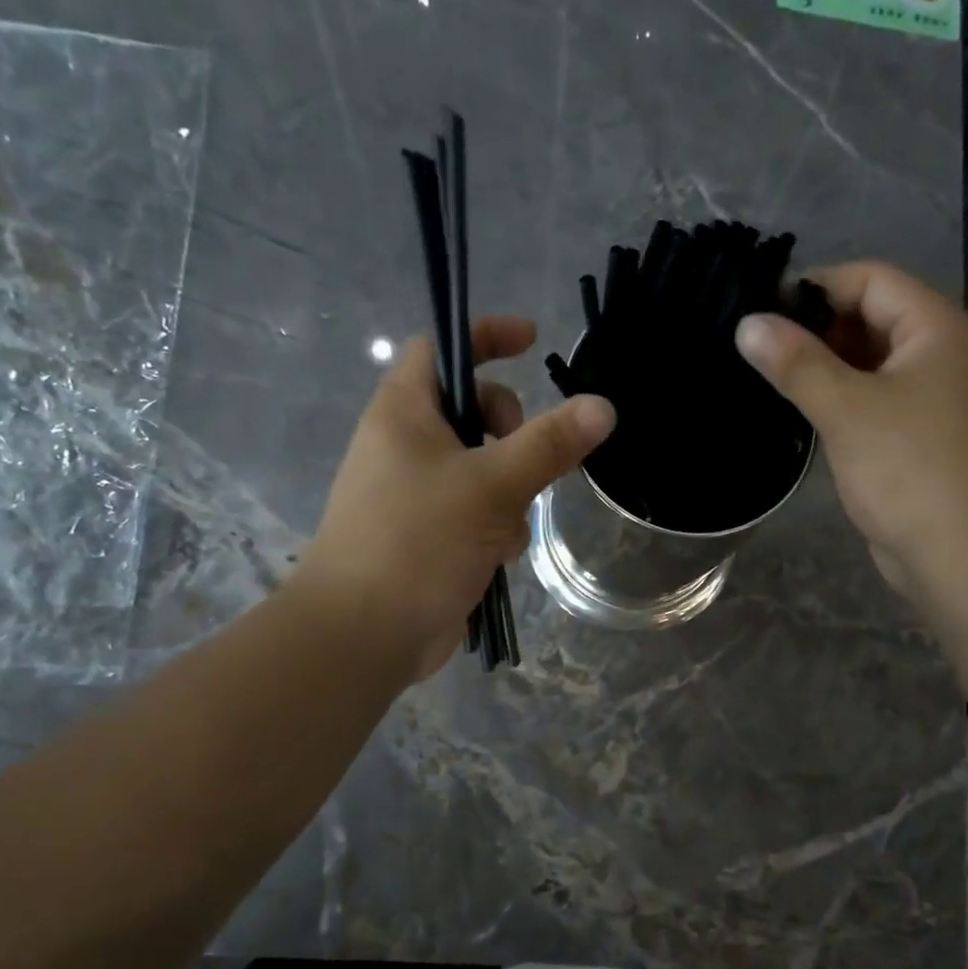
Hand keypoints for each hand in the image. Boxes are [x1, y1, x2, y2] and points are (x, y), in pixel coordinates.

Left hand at [293, 316, 614, 680]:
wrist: (364, 632)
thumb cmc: (418, 541)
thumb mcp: (491, 486)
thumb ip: (548, 444)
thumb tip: (603, 407)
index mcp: (404, 412)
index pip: (442, 347)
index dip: (485, 335)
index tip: (533, 341)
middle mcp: (405, 445)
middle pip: (470, 410)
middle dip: (509, 431)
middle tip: (523, 459)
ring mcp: (415, 493)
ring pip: (482, 468)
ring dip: (509, 491)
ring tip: (507, 526)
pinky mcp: (428, 535)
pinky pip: (476, 511)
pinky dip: (496, 526)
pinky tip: (497, 556)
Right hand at [734, 262, 967, 604]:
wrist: (966, 556)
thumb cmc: (910, 471)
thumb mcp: (847, 410)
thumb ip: (796, 364)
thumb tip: (748, 324)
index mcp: (938, 330)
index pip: (872, 280)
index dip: (817, 287)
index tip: (762, 310)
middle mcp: (944, 355)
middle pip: (874, 320)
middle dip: (818, 331)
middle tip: (759, 350)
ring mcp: (936, 400)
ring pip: (873, 366)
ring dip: (826, 370)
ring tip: (770, 380)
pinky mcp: (923, 440)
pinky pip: (877, 404)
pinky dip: (842, 403)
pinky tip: (803, 417)